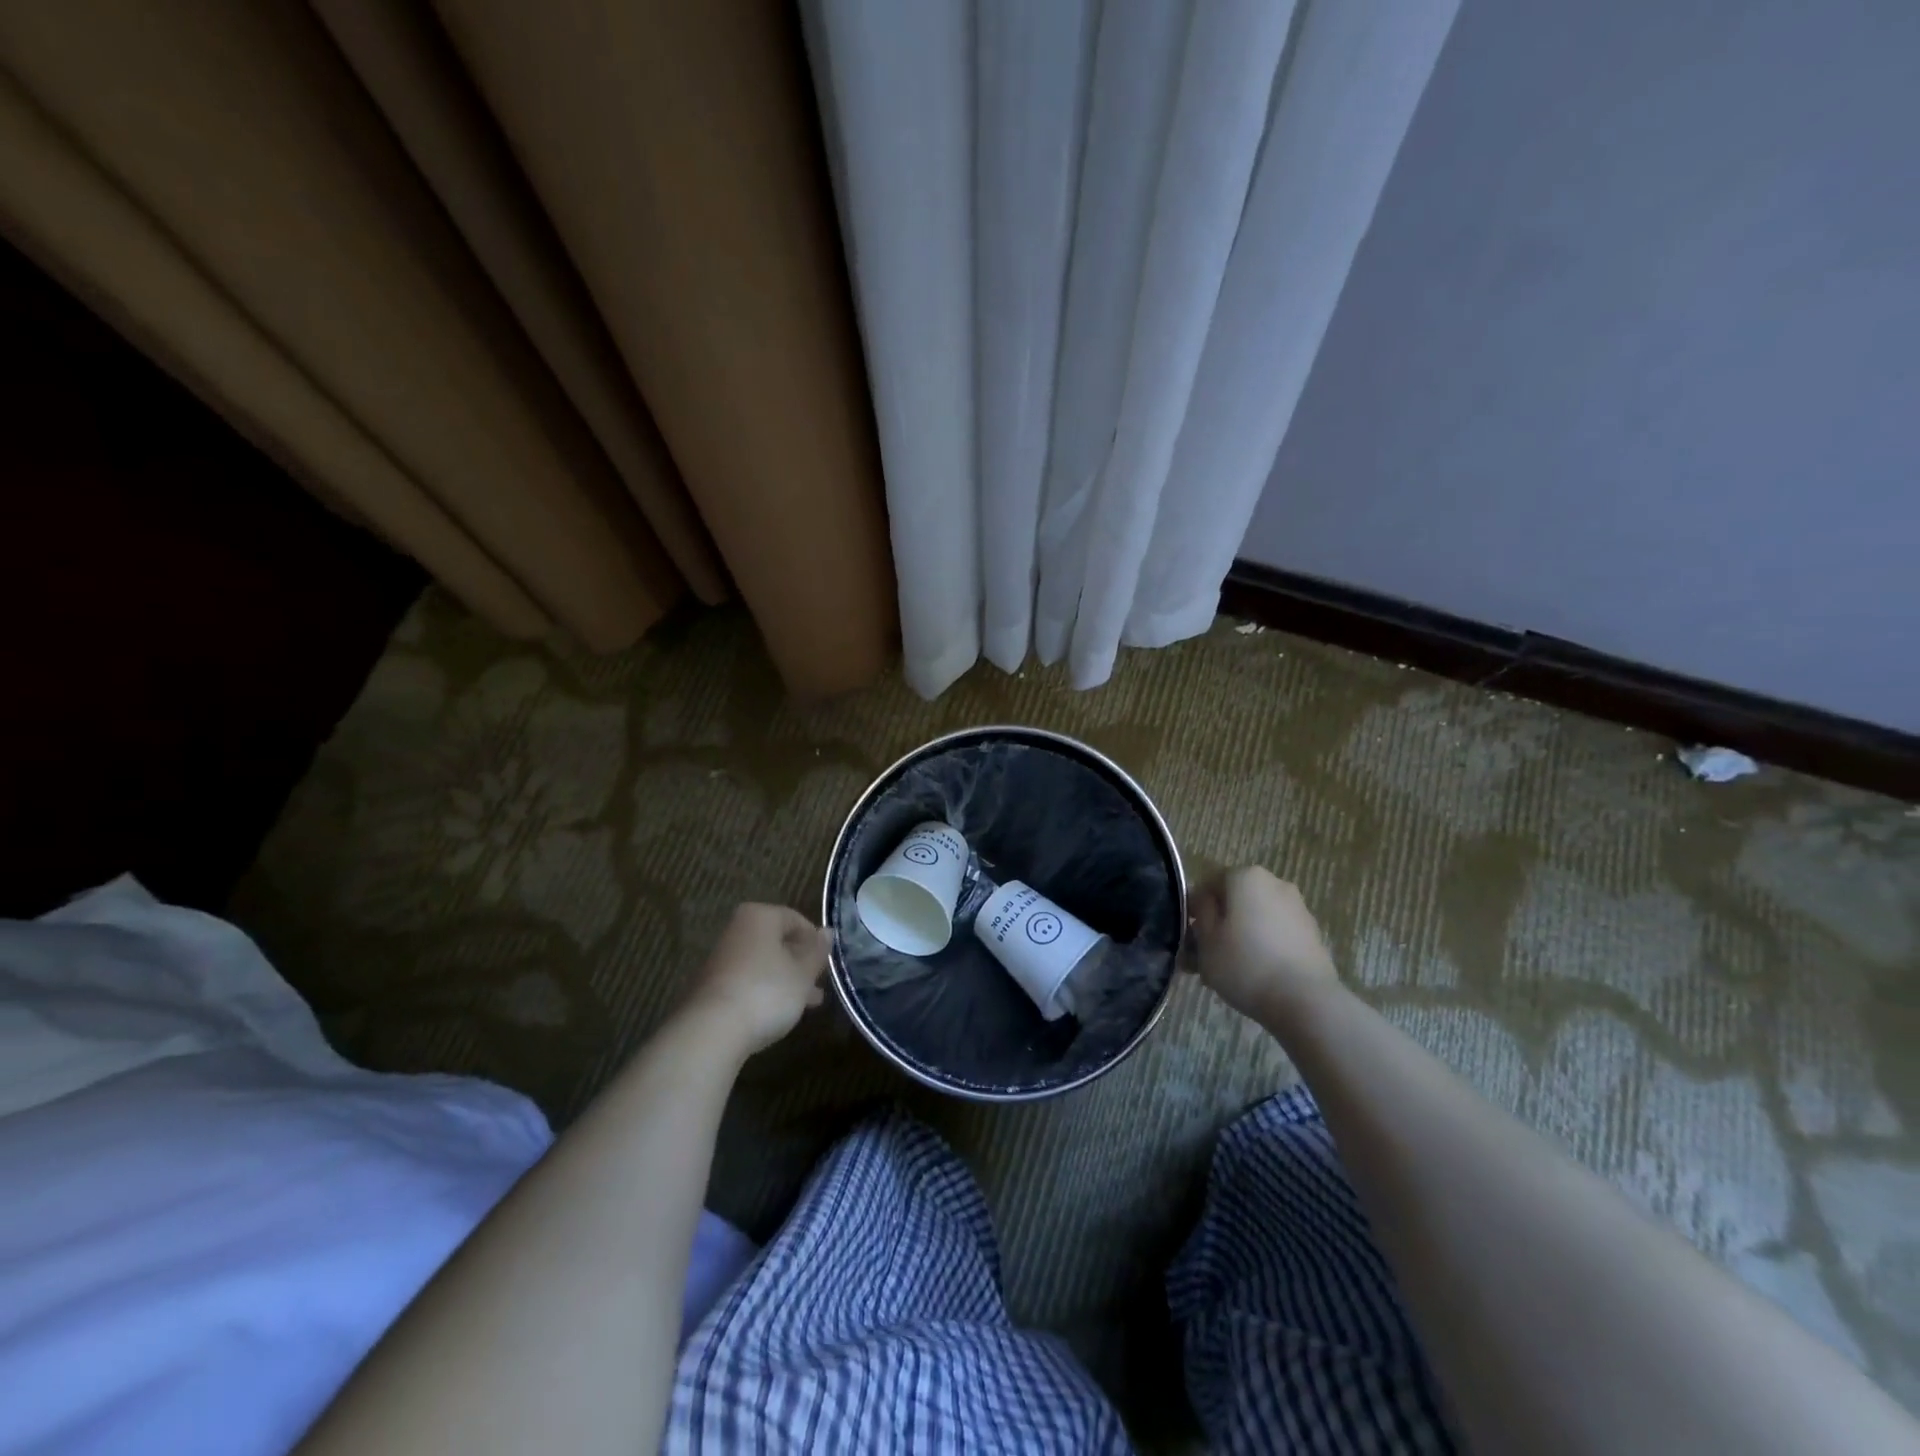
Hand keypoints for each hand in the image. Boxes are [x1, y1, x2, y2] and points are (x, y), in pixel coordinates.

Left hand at [684, 904, 829, 1056]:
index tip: (827, 962)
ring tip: (810, 1003)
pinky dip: (767, 992)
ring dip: (787, 980)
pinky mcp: (713, 987)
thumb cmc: (766, 991)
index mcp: (759, 917)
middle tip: (820, 982)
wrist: (712, 1031)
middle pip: (778, 942)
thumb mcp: (802, 973)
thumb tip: (828, 932)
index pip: (795, 918)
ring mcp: (722, 960)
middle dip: (801, 962)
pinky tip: (781, 1012)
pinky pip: (749, 982)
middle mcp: (737, 931)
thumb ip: (817, 952)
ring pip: (765, 964)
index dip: (814, 939)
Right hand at [1188, 867, 1340, 1025]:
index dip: (1194, 910)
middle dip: (1218, 926)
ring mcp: (1297, 908)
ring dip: (1239, 938)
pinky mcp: (1312, 934)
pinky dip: (1262, 948)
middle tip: (1204, 958)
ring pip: (1255, 919)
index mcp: (1246, 876)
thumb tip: (1205, 901)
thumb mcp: (1206, 939)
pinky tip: (1253, 976)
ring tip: (1227, 973)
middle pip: (1234, 901)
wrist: (1306, 1001)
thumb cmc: (1245, 965)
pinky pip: (1276, 934)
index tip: (1189, 938)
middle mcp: (1275, 883)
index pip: (1208, 884)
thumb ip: (1201, 912)